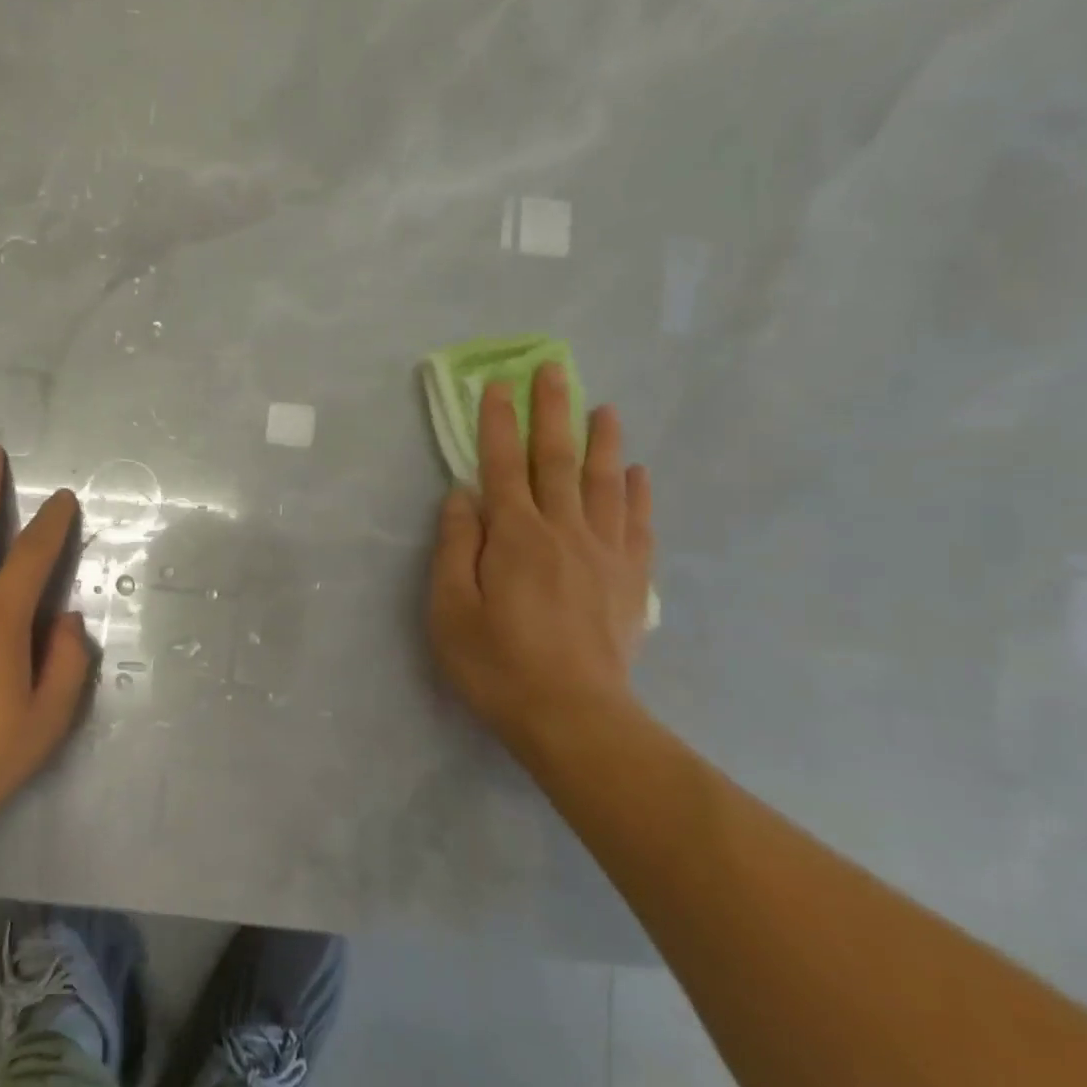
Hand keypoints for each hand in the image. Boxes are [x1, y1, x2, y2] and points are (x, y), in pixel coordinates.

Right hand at [428, 364, 653, 753]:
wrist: (573, 717)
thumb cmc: (498, 665)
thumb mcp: (450, 610)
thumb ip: (456, 547)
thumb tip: (462, 495)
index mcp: (515, 536)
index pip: (502, 465)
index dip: (497, 423)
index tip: (497, 385)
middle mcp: (563, 531)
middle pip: (557, 459)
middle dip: (553, 411)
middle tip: (554, 368)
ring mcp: (604, 553)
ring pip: (604, 483)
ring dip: (602, 440)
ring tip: (604, 407)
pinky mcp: (631, 580)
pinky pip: (636, 523)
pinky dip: (636, 492)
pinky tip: (636, 473)